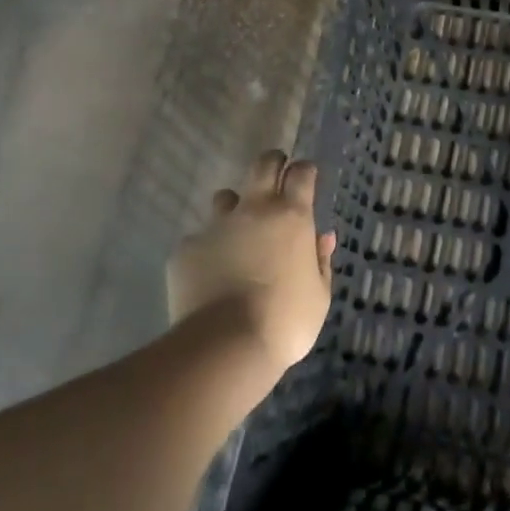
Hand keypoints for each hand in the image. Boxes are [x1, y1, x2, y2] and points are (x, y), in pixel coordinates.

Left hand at [167, 150, 335, 373]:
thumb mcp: (319, 295)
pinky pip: (200, 240)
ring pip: (224, 199)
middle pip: (263, 164)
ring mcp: (215, 226)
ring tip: (238, 236)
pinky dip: (208, 251)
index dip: (305, 172)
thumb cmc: (286, 321)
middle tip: (276, 182)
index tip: (306, 179)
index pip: (301, 173)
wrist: (225, 346)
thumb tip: (323, 237)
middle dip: (272, 164)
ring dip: (235, 208)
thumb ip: (321, 261)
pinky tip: (210, 277)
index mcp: (291, 216)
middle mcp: (253, 210)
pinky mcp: (186, 249)